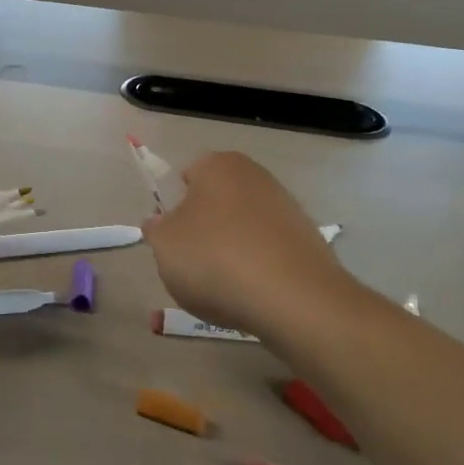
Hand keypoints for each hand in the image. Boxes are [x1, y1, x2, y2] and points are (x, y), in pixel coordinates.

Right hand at [142, 153, 355, 339]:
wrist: (294, 299)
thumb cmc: (216, 259)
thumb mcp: (164, 245)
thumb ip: (156, 228)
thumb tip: (162, 222)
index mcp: (218, 165)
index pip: (185, 177)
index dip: (173, 208)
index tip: (172, 238)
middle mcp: (256, 176)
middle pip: (215, 203)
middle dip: (203, 230)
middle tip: (193, 264)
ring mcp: (287, 207)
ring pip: (242, 229)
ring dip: (231, 251)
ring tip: (224, 287)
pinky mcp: (308, 240)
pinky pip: (268, 251)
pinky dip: (257, 269)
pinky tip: (252, 295)